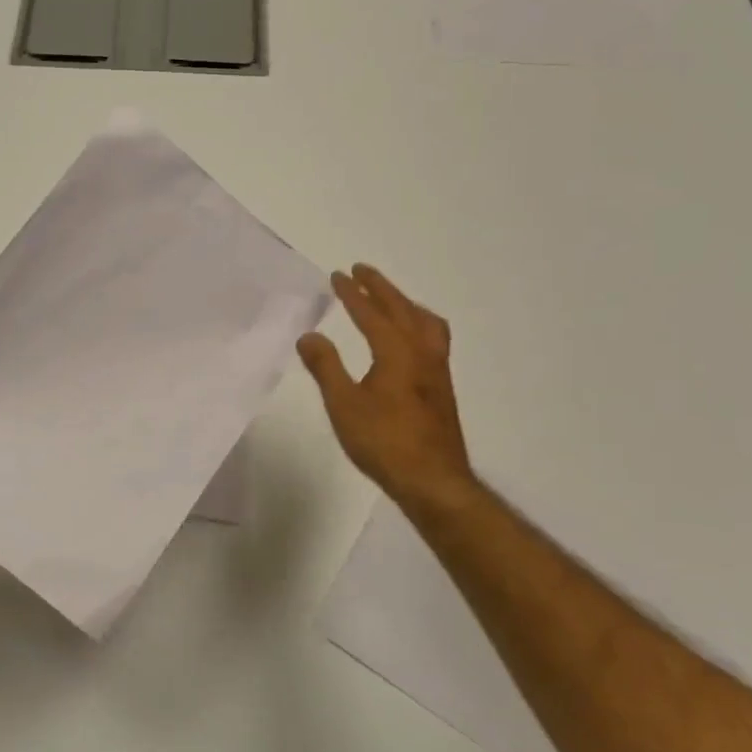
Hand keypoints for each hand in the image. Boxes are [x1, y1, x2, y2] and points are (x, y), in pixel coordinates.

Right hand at [298, 265, 476, 514]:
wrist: (433, 480)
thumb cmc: (384, 442)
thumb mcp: (343, 405)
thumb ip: (326, 367)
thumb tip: (309, 336)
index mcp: (397, 353)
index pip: (372, 314)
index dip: (353, 294)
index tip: (338, 275)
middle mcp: (422, 353)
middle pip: (403, 310)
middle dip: (381, 288)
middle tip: (361, 270)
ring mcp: (437, 370)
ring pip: (425, 322)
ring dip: (404, 304)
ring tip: (390, 298)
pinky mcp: (442, 387)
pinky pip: (433, 338)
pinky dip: (418, 322)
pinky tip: (410, 339)